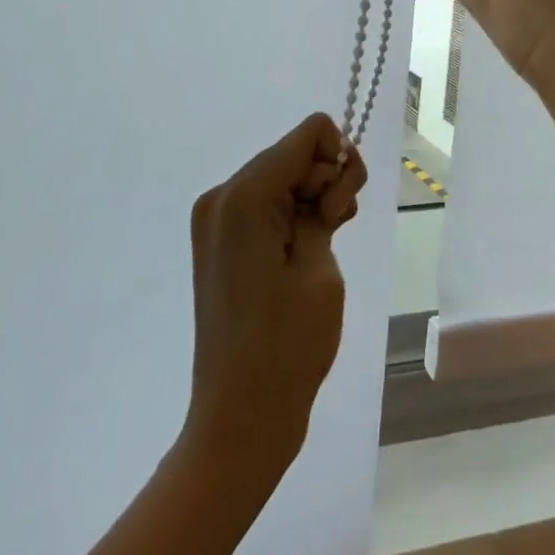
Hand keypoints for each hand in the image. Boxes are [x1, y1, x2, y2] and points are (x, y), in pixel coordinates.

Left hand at [182, 113, 366, 479]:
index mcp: (244, 195)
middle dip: (325, 181)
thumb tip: (324, 176)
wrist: (239, 419)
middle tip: (334, 233)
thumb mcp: (321, 268)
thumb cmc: (288, 347)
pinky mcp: (218, 241)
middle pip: (293, 153)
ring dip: (311, 200)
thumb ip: (324, 206)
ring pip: (281, 177)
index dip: (338, 161)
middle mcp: (221, 195)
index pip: (308, 134)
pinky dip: (291, 215)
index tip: (339, 211)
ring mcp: (215, 218)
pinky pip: (265, 204)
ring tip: (322, 249)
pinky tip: (304, 251)